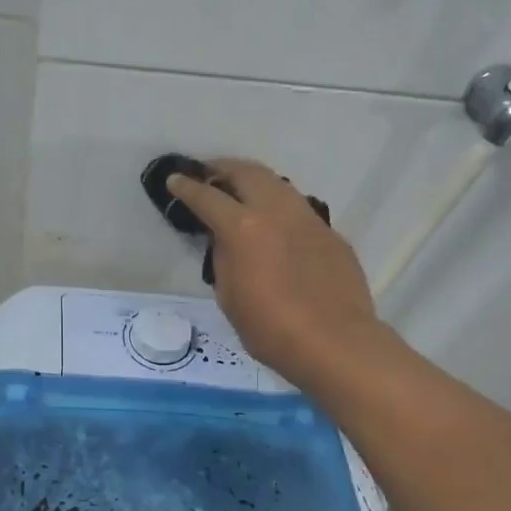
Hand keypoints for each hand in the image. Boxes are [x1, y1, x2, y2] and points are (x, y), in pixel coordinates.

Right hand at [167, 158, 393, 391]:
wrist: (335, 342)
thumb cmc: (270, 328)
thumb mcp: (229, 295)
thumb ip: (223, 258)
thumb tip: (226, 240)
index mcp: (243, 227)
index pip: (207, 197)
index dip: (186, 187)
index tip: (175, 180)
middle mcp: (276, 211)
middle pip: (247, 173)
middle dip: (223, 168)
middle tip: (208, 173)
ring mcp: (308, 219)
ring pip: (277, 184)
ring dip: (254, 182)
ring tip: (241, 191)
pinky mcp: (330, 233)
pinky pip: (298, 209)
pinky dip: (279, 207)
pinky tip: (275, 225)